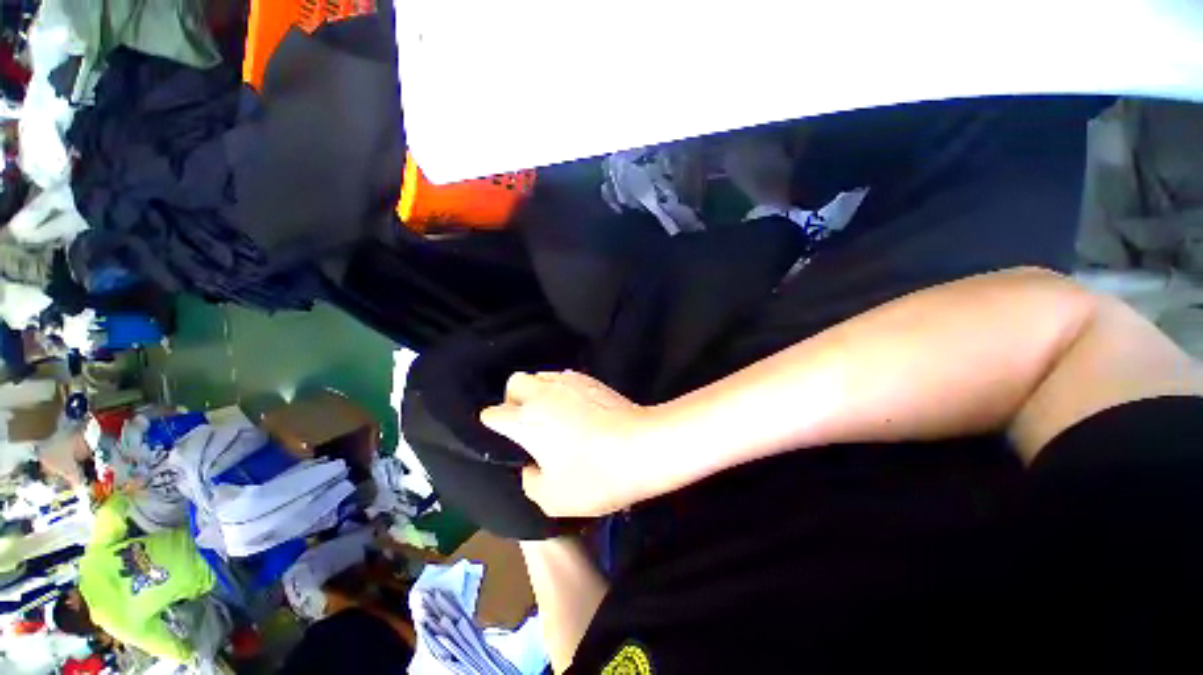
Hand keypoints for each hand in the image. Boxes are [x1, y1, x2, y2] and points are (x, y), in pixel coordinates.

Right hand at [480, 371, 656, 517]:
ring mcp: (569, 382)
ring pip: (542, 376)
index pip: (493, 414)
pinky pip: (566, 378)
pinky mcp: (592, 380)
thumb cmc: (594, 474)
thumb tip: (532, 466)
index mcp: (525, 420)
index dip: (494, 426)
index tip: (504, 438)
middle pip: (515, 382)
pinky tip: (576, 408)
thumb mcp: (553, 498)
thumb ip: (531, 481)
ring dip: (540, 392)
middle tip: (527, 422)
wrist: (643, 446)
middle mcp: (543, 393)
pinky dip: (562, 390)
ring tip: (553, 414)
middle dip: (513, 399)